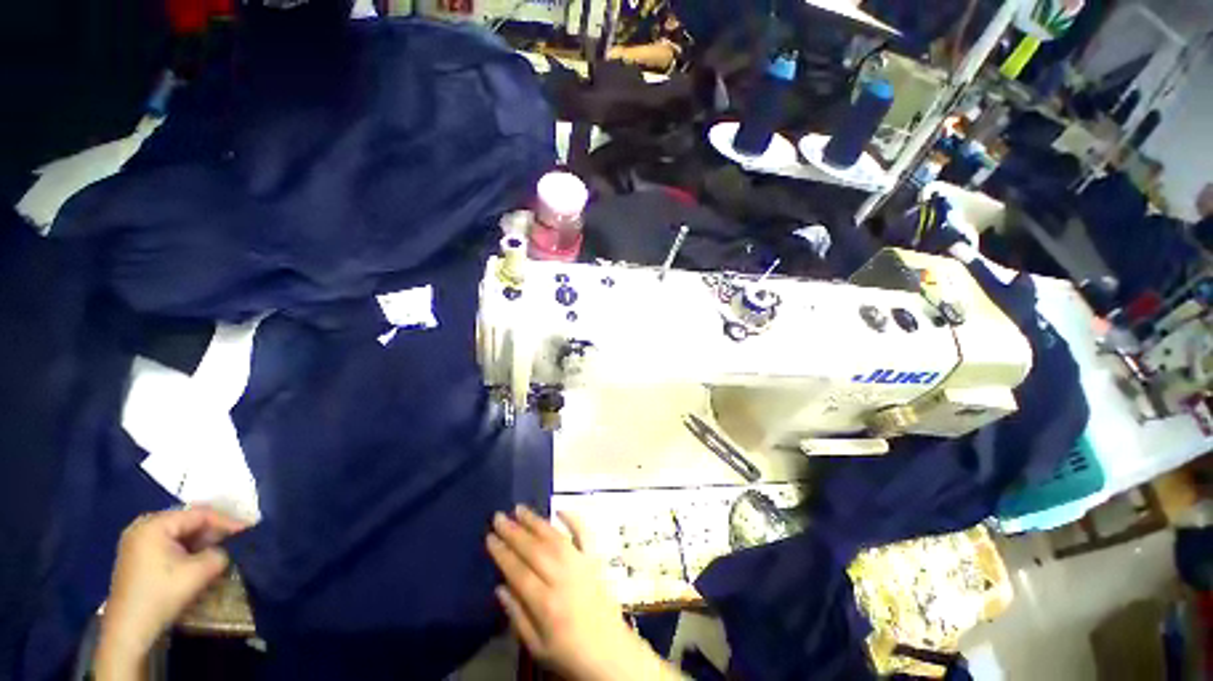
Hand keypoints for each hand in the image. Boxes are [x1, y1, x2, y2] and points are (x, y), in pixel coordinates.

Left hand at [95, 507, 247, 679]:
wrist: (129, 628)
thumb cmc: (162, 594)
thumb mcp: (199, 572)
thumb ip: (219, 553)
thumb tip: (227, 549)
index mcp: (154, 524)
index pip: (199, 514)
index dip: (226, 521)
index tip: (248, 530)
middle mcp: (142, 526)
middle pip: (186, 521)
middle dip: (212, 531)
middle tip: (235, 539)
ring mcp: (136, 541)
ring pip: (177, 533)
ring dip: (199, 541)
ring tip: (219, 549)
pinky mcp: (136, 556)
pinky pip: (167, 543)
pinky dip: (185, 549)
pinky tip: (197, 559)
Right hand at [487, 506, 680, 680]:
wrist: (610, 652)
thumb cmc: (569, 653)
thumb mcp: (536, 647)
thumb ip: (517, 616)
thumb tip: (500, 587)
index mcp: (547, 604)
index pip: (519, 571)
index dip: (502, 553)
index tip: (489, 537)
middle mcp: (563, 578)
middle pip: (535, 550)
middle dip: (514, 532)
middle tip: (499, 517)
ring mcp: (581, 565)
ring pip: (555, 538)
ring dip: (536, 522)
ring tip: (519, 509)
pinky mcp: (594, 560)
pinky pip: (584, 534)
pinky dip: (574, 519)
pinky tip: (560, 509)